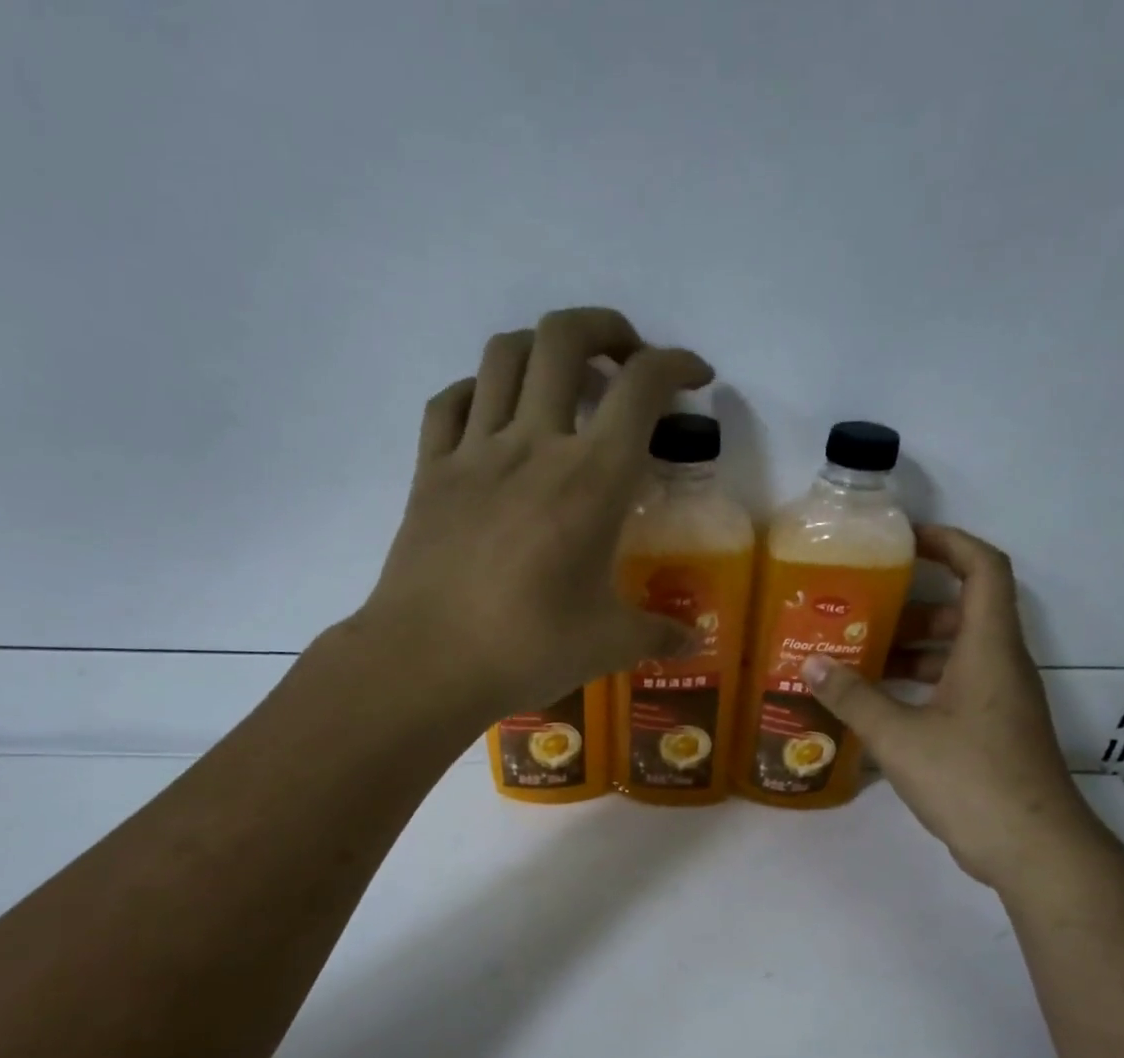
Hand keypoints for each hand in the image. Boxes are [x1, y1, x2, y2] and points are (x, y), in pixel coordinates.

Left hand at [359, 306, 713, 718]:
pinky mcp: (430, 471)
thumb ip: (658, 634)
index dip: (678, 364)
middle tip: (625, 363)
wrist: (427, 662)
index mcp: (592, 479)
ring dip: (542, 348)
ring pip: (504, 354)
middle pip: (566, 337)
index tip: (696, 377)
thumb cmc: (528, 649)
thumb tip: (692, 641)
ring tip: (562, 380)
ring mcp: (474, 452)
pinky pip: (451, 401)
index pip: (642, 386)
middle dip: (607, 330)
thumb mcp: (609, 645)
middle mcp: (534, 444)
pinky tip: (494, 417)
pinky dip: (479, 392)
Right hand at [800, 526, 1101, 890]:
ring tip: (857, 660)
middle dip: (913, 608)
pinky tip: (878, 708)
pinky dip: (918, 687)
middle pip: (963, 613)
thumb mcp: (900, 736)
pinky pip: (954, 690)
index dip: (950, 543)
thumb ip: (854, 698)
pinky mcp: (993, 732)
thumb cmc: (971, 779)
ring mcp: (1000, 702)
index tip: (904, 540)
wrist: (1033, 848)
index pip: (983, 569)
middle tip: (862, 614)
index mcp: (988, 649)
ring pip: (956, 656)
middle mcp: (1000, 666)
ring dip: (911, 652)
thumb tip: (812, 664)